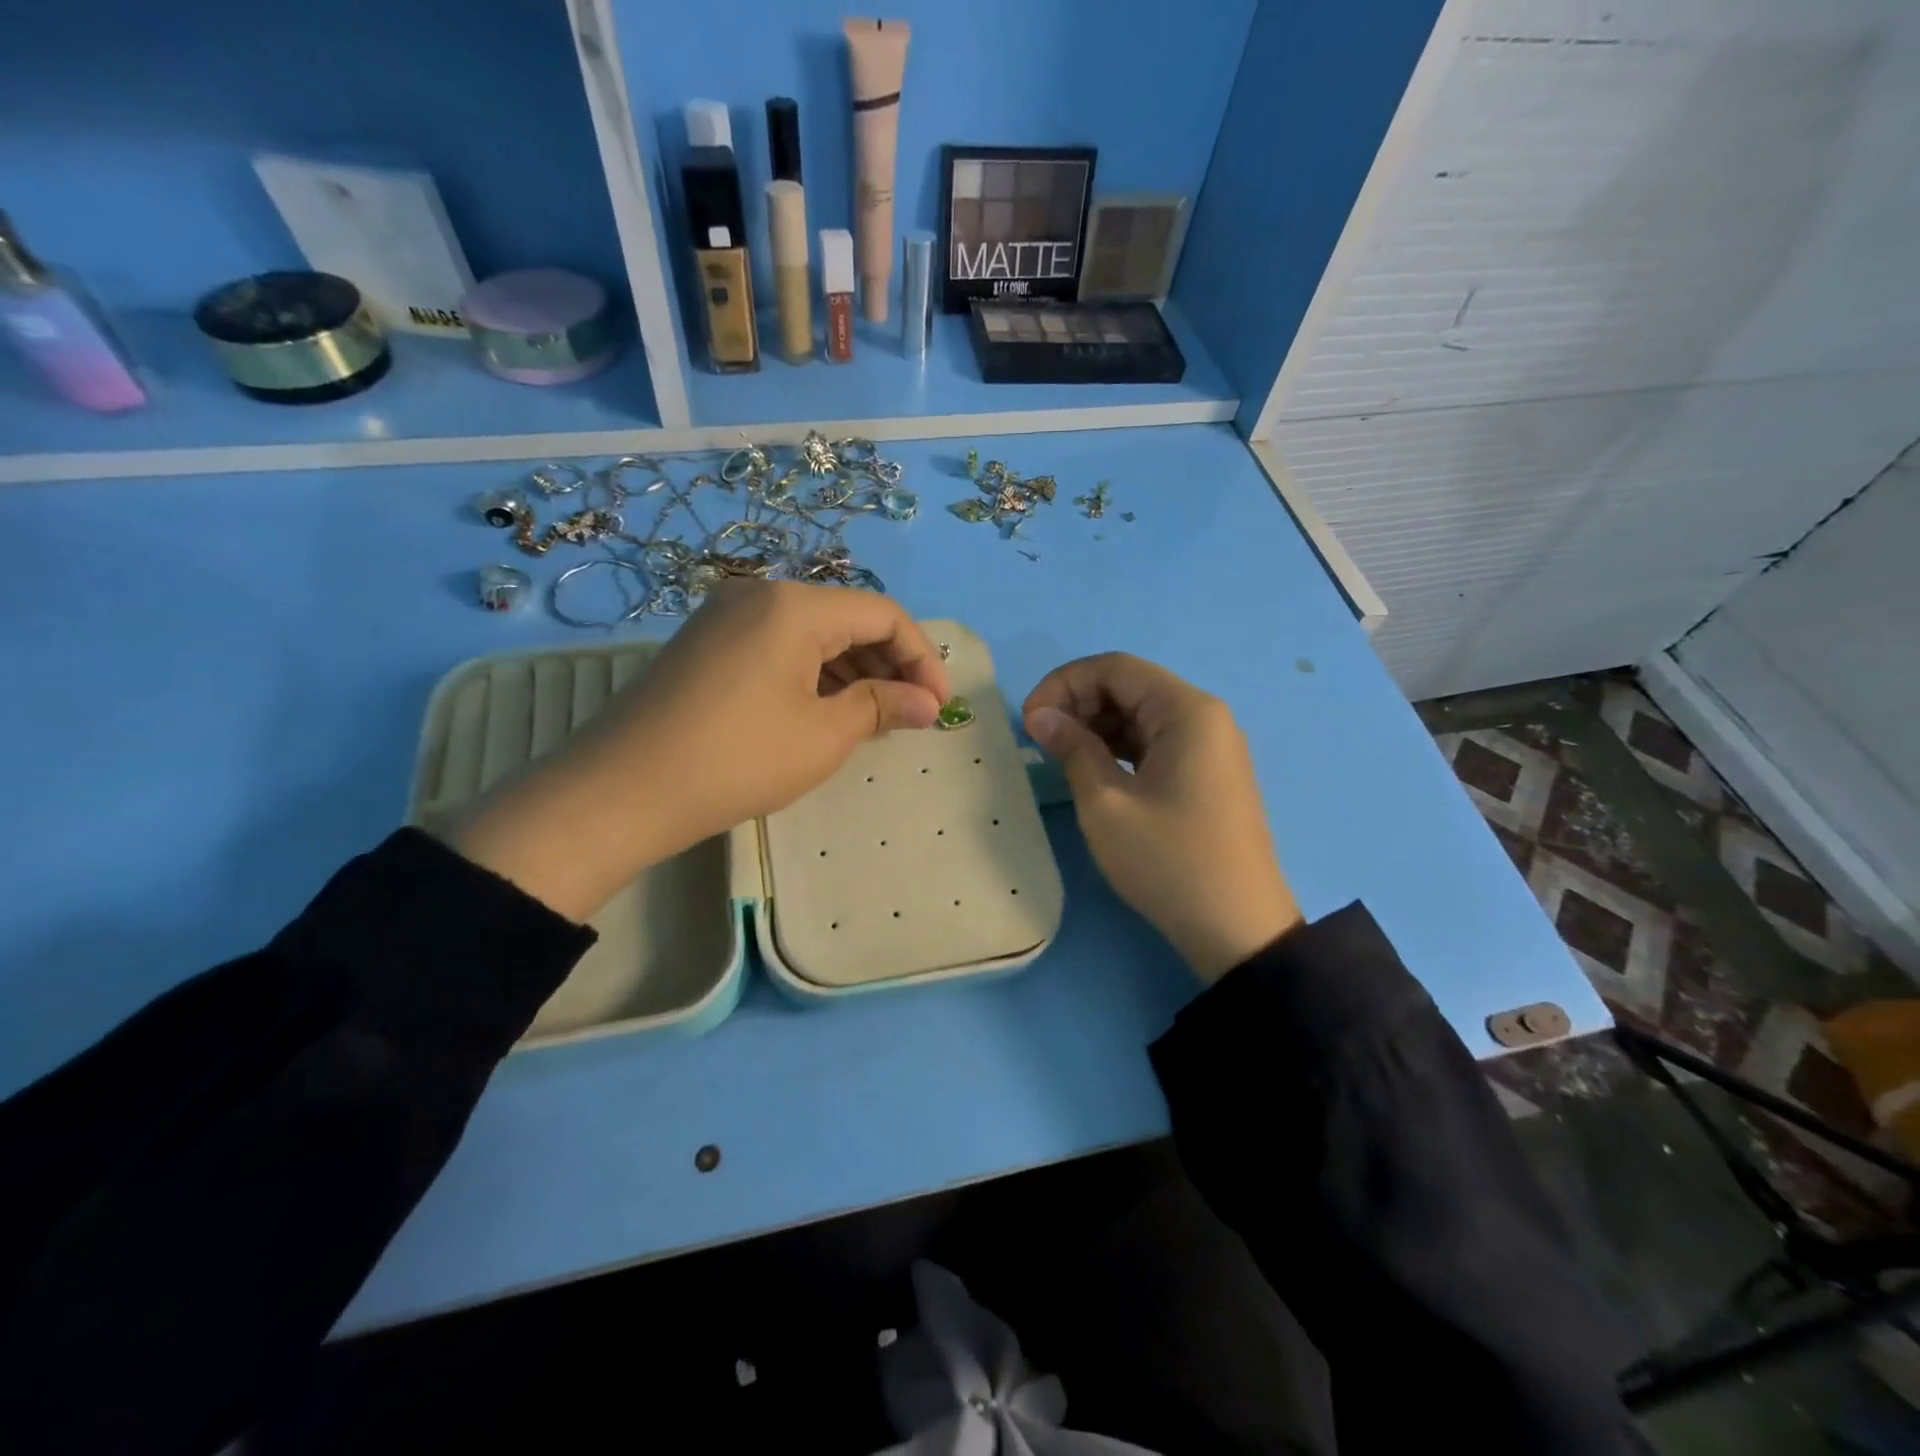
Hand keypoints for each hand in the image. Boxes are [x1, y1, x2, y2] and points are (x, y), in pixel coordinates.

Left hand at [455, 580, 948, 920]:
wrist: (621, 791)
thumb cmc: (738, 759)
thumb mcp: (824, 735)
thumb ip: (883, 707)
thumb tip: (929, 704)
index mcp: (794, 605)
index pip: (882, 613)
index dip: (921, 657)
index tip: (938, 705)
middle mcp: (760, 594)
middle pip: (846, 617)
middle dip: (888, 664)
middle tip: (910, 714)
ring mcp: (726, 616)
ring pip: (811, 633)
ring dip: (852, 671)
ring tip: (874, 718)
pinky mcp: (706, 643)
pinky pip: (778, 646)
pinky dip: (813, 674)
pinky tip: (825, 711)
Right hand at [1023, 654, 1300, 980]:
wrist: (1236, 929)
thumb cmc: (1168, 861)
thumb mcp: (1106, 804)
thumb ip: (1072, 748)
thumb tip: (1040, 715)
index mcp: (1187, 711)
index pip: (1115, 668)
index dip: (1064, 683)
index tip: (1029, 719)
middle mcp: (1204, 717)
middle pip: (1130, 686)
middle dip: (1078, 703)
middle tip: (1040, 740)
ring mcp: (1210, 746)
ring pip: (1140, 715)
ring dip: (1095, 726)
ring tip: (1059, 756)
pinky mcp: (1206, 774)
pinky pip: (1155, 742)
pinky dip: (1118, 747)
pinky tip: (1091, 770)